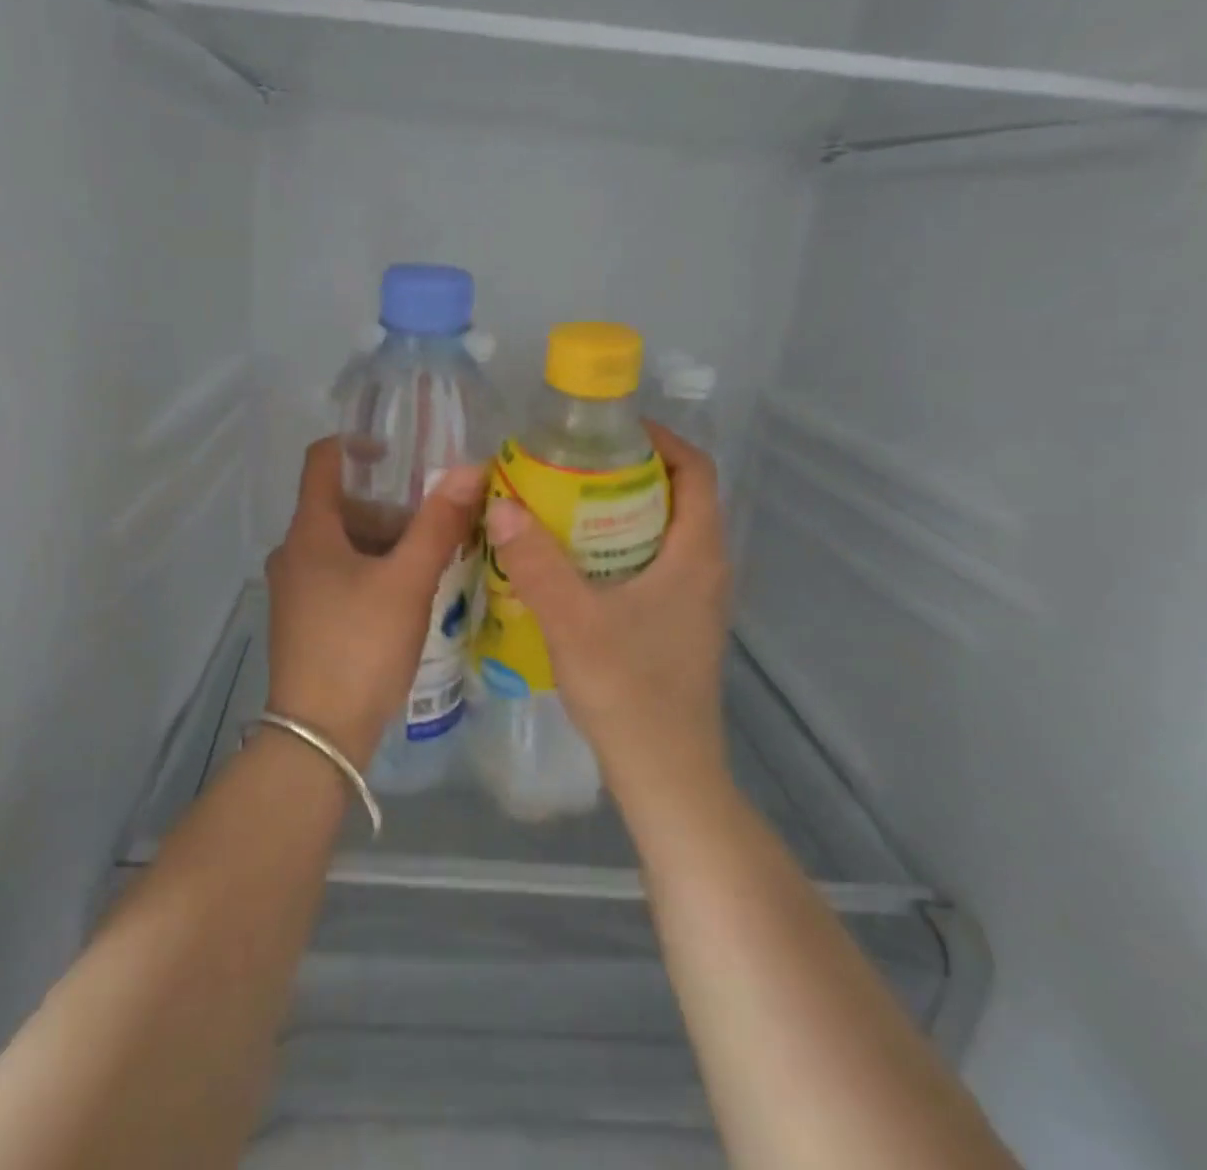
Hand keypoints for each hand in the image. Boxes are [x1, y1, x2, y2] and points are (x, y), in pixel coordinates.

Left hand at [265, 438, 484, 765]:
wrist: (319, 735)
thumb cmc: (360, 646)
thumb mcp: (408, 581)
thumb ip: (438, 523)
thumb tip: (469, 468)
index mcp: (308, 532)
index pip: (322, 460)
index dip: (358, 444)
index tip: (401, 454)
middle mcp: (292, 553)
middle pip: (341, 506)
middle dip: (390, 508)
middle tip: (436, 526)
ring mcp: (294, 589)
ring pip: (343, 545)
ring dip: (385, 544)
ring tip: (431, 564)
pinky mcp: (303, 619)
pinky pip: (339, 576)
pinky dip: (372, 572)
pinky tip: (407, 598)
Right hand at [482, 424, 732, 808]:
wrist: (666, 775)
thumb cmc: (630, 692)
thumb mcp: (574, 622)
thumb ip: (537, 562)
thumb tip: (501, 503)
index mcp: (697, 555)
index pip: (697, 470)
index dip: (659, 440)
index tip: (606, 432)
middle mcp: (705, 569)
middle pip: (676, 496)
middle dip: (626, 472)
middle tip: (569, 466)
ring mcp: (694, 600)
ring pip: (661, 533)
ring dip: (618, 511)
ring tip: (562, 505)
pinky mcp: (676, 624)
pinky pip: (651, 563)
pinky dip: (616, 547)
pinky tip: (571, 563)